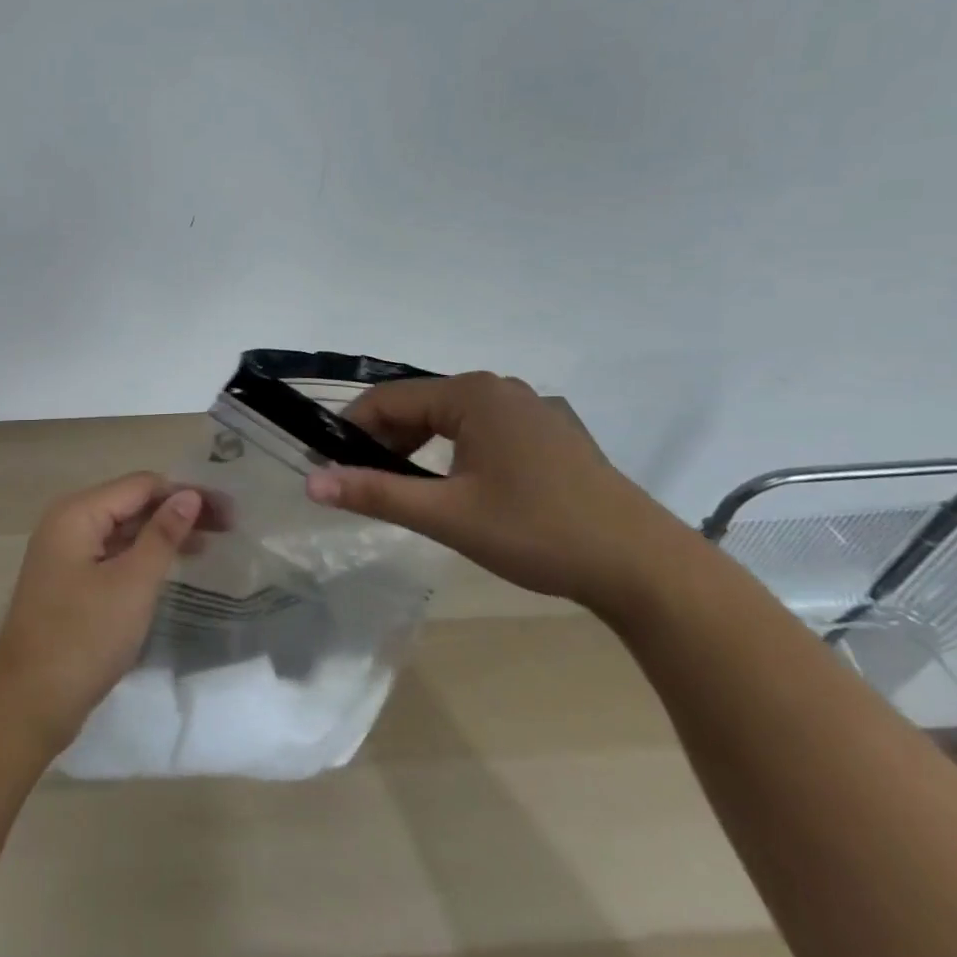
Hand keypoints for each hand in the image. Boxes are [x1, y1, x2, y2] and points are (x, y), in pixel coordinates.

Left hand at [0, 473, 200, 753]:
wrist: (28, 702)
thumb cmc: (84, 637)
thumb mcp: (132, 583)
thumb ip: (162, 535)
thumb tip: (189, 495)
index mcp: (77, 513)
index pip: (141, 485)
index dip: (185, 493)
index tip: (228, 512)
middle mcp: (68, 523)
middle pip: (131, 503)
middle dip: (177, 512)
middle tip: (227, 528)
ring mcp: (66, 554)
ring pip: (123, 530)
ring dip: (163, 534)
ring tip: (209, 545)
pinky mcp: (70, 583)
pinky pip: (113, 555)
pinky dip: (143, 557)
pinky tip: (171, 568)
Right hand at [304, 372, 694, 617]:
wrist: (645, 567)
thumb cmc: (538, 533)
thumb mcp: (447, 515)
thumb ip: (375, 494)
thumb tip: (311, 483)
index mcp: (472, 394)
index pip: (389, 399)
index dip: (351, 429)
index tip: (329, 465)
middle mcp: (499, 389)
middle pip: (419, 405)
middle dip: (384, 441)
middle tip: (362, 483)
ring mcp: (529, 409)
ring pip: (449, 418)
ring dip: (416, 448)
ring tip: (400, 488)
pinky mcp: (548, 433)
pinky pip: (480, 430)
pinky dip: (451, 452)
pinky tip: (452, 485)